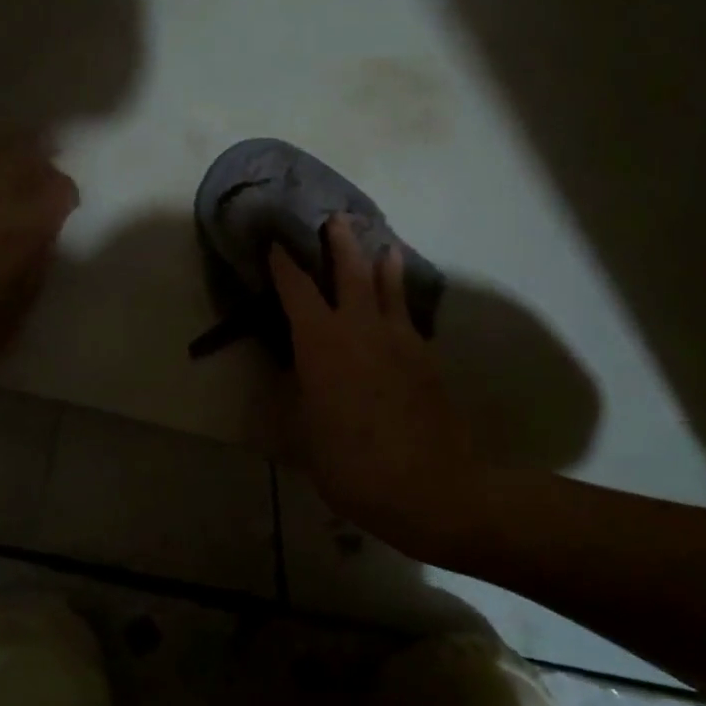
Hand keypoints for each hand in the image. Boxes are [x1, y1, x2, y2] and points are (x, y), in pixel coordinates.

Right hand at [269, 219, 477, 558]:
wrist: (429, 486)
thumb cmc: (352, 464)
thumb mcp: (305, 435)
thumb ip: (299, 395)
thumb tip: (296, 373)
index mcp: (321, 344)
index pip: (297, 292)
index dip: (284, 266)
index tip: (276, 244)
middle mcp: (360, 329)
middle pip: (351, 272)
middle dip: (341, 244)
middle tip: (337, 219)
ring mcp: (399, 340)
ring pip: (389, 288)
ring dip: (382, 263)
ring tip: (385, 246)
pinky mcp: (426, 357)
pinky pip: (409, 317)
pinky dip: (403, 301)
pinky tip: (402, 305)